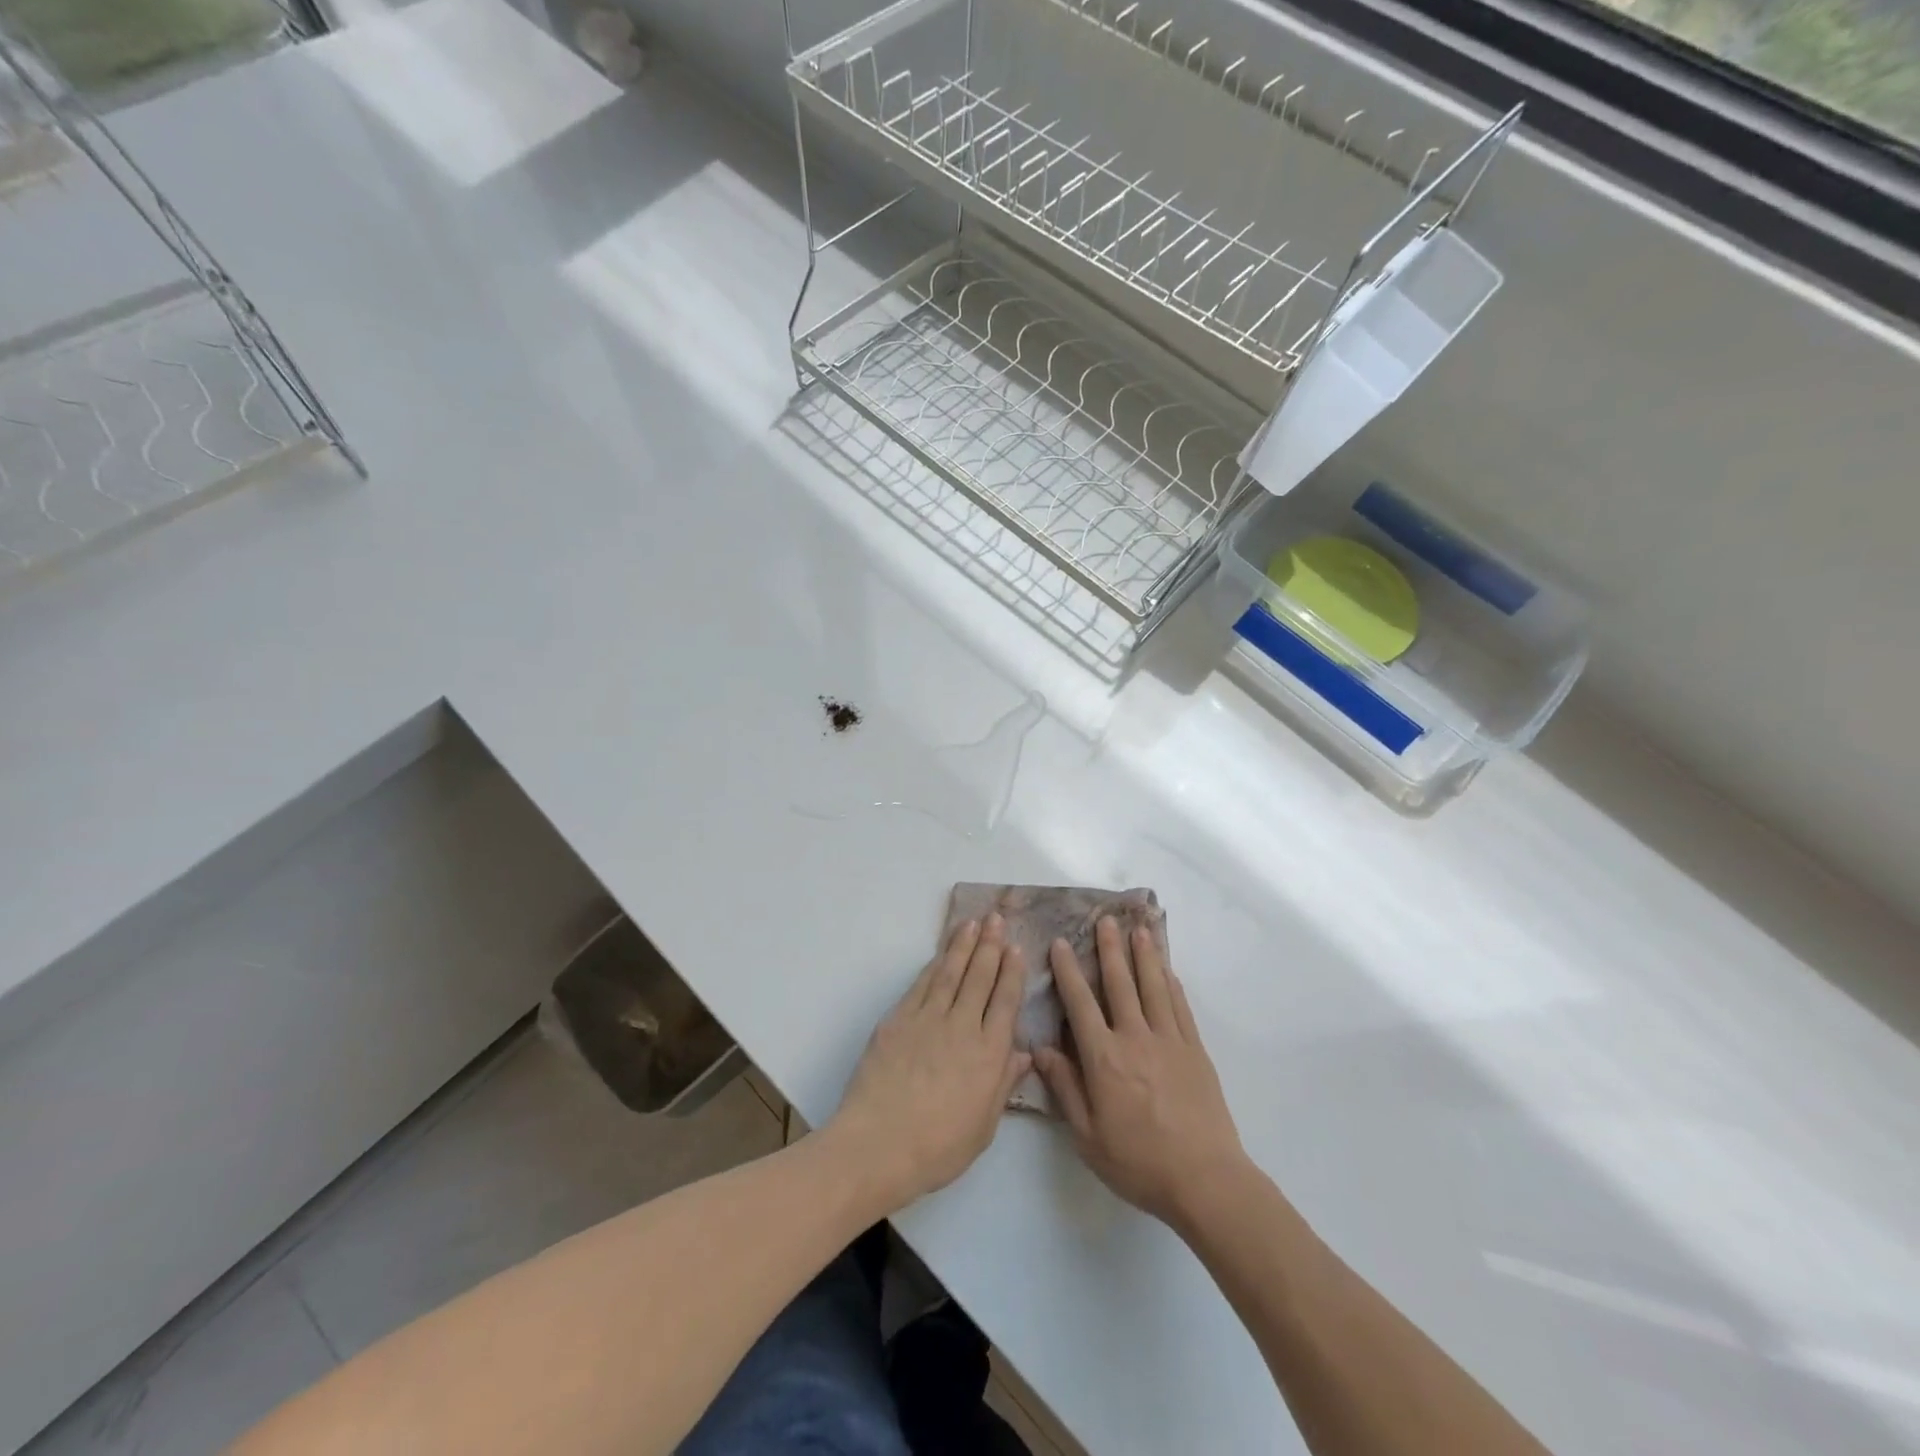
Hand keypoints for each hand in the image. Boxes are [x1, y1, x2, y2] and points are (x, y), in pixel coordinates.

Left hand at [826, 914, 1030, 1211]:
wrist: (878, 1144)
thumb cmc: (937, 1147)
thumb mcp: (983, 1127)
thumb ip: (1003, 1085)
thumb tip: (1023, 1054)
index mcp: (988, 1053)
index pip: (1005, 1001)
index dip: (1011, 972)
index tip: (1016, 948)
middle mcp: (962, 1026)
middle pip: (980, 977)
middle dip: (990, 945)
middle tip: (996, 918)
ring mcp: (928, 1019)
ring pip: (950, 972)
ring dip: (963, 945)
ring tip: (972, 923)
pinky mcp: (898, 1019)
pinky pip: (921, 984)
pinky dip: (933, 965)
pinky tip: (940, 955)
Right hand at [1034, 917, 1247, 1230]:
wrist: (1205, 1180)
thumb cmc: (1139, 1162)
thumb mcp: (1088, 1136)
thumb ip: (1065, 1088)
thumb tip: (1041, 1049)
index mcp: (1104, 1058)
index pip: (1080, 1004)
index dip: (1069, 971)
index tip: (1061, 943)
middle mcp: (1135, 1038)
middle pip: (1120, 984)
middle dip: (1109, 949)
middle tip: (1105, 919)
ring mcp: (1170, 1041)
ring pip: (1153, 987)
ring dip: (1144, 956)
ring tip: (1138, 929)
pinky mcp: (1195, 1051)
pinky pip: (1181, 1008)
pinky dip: (1172, 985)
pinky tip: (1167, 971)